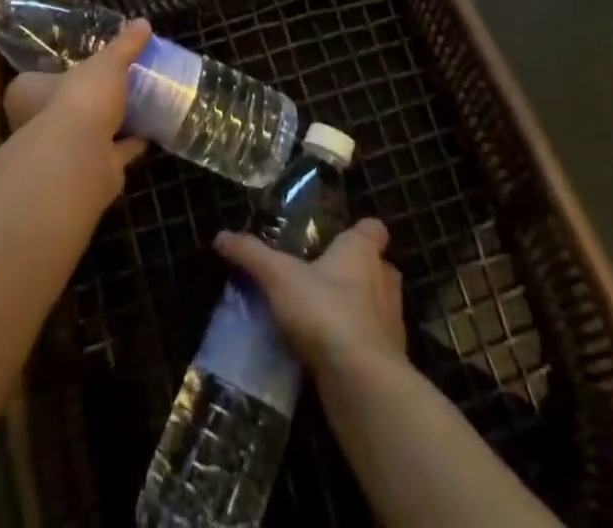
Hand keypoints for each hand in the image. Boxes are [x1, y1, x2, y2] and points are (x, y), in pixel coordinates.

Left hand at [2, 19, 149, 193]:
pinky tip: (148, 133)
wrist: (83, 158)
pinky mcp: (89, 171)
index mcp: (29, 94)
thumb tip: (143, 22)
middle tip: (114, 83)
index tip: (80, 65)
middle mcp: (39, 125)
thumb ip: (124, 45)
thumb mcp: (107, 62)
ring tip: (137, 105)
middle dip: (87, 99)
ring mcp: (64, 151)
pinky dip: (129, 145)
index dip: (56, 73)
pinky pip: (112, 153)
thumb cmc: (82, 98)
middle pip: (64, 108)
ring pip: (89, 132)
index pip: (34, 80)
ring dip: (110, 124)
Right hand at [215, 219, 405, 375]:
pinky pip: (373, 345)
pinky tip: (330, 356)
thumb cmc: (325, 312)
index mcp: (363, 251)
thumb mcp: (278, 277)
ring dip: (358, 311)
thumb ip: (252, 255)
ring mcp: (392, 323)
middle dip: (358, 273)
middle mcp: (384, 281)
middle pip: (378, 267)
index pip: (374, 229)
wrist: (361, 383)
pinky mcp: (390, 363)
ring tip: (323, 319)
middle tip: (324, 280)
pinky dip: (356, 347)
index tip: (339, 239)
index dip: (359, 232)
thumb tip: (221, 236)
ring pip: (377, 307)